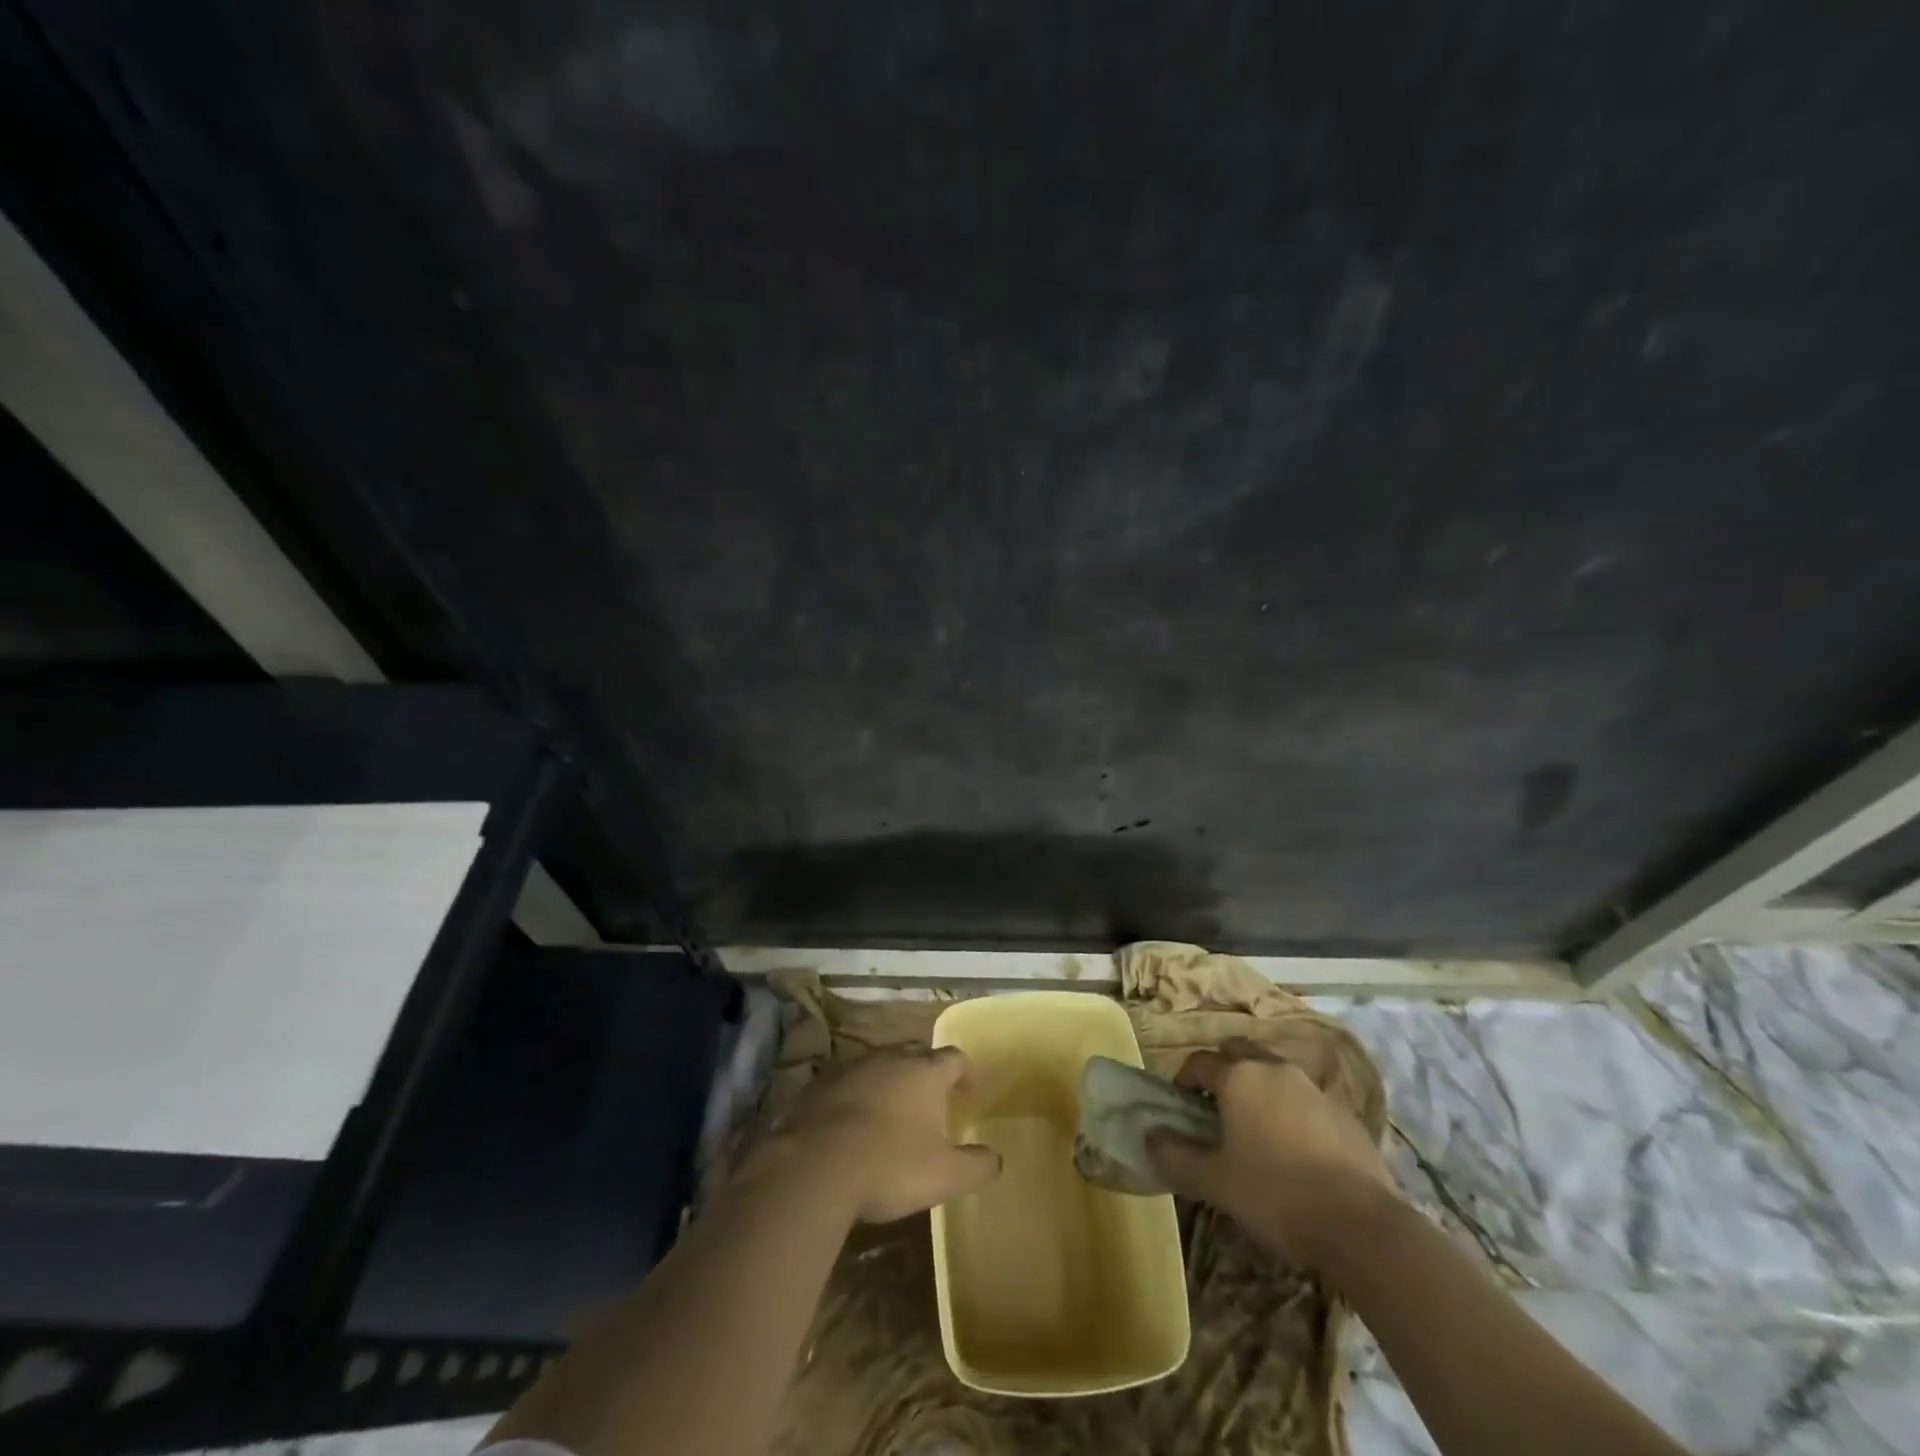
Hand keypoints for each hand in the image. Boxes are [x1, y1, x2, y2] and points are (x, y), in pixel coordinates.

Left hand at [771, 1045, 1001, 1222]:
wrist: (815, 1165)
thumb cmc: (889, 1165)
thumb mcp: (943, 1176)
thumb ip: (975, 1166)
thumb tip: (996, 1158)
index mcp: (925, 1073)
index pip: (954, 1058)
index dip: (964, 1072)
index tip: (968, 1090)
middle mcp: (891, 1058)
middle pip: (916, 1053)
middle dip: (926, 1071)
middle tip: (931, 1097)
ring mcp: (853, 1066)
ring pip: (879, 1063)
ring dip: (889, 1079)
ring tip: (891, 1108)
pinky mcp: (821, 1082)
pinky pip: (847, 1080)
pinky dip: (855, 1093)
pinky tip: (852, 1120)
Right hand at [1147, 1038, 1396, 1268]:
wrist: (1362, 1226)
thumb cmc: (1275, 1194)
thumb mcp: (1214, 1182)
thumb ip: (1175, 1156)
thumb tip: (1149, 1137)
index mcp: (1239, 1077)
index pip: (1199, 1061)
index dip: (1183, 1079)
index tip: (1179, 1106)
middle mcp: (1274, 1069)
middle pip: (1239, 1054)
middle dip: (1223, 1072)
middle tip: (1215, 1108)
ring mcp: (1314, 1089)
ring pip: (1275, 1074)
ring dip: (1259, 1089)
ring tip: (1255, 1129)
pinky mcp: (1345, 1114)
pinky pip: (1306, 1100)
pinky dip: (1292, 1112)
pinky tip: (1295, 1150)